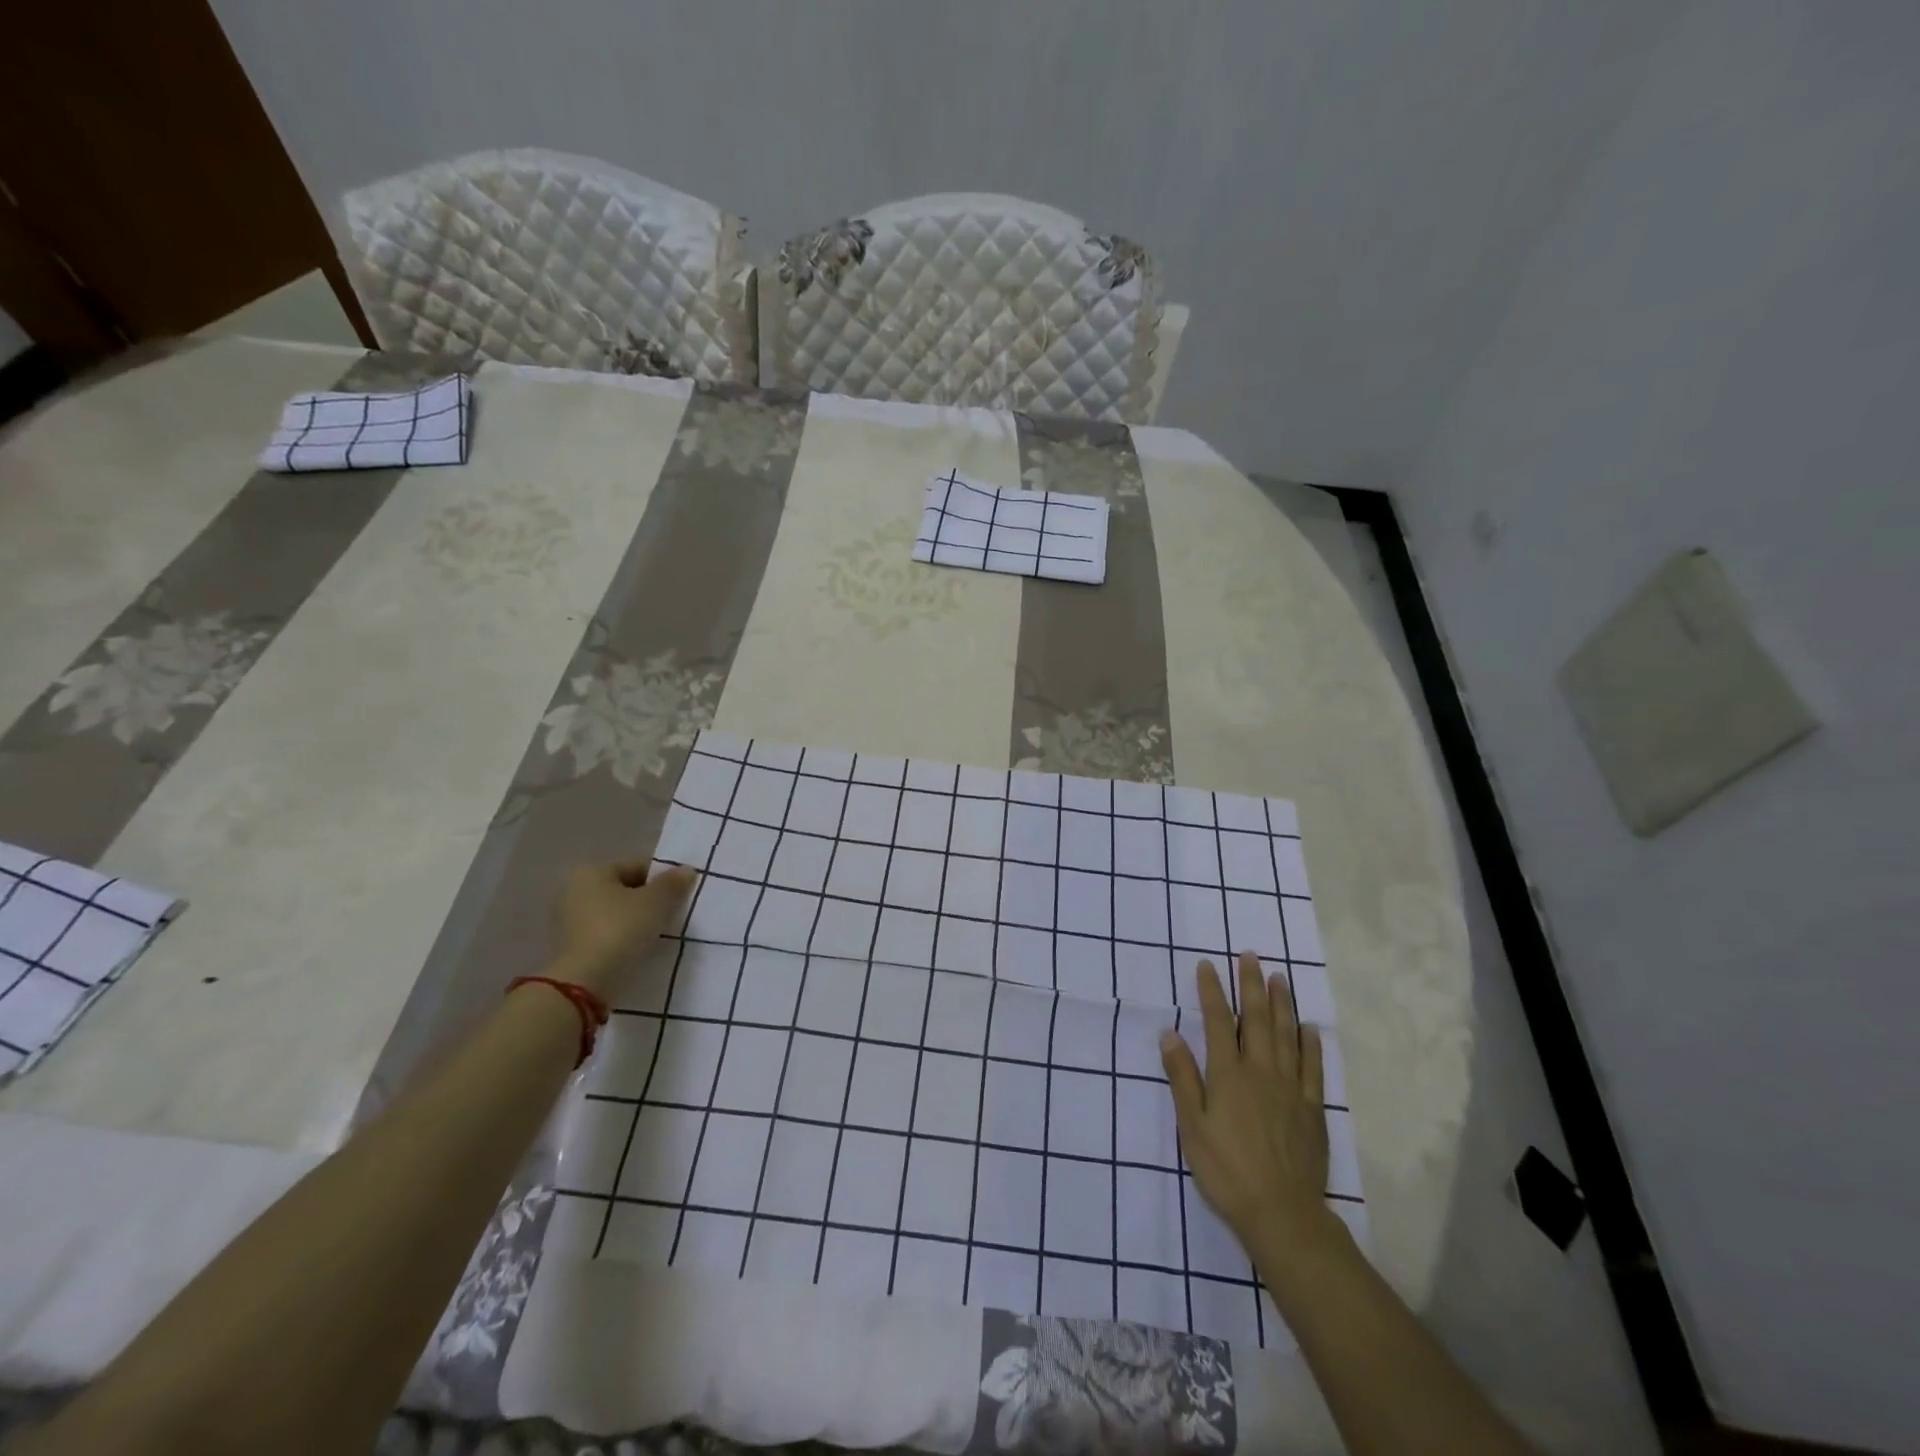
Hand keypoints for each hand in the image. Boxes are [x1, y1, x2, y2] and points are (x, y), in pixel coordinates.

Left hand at [553, 860, 696, 995]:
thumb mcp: (656, 902)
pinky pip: (607, 934)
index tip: (681, 894)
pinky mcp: (571, 948)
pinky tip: (641, 948)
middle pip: (625, 889)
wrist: (587, 982)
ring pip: (616, 913)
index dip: (663, 878)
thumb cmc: (621, 929)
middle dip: (650, 900)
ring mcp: (569, 921)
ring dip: (637, 920)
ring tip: (660, 933)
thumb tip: (686, 871)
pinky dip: (624, 937)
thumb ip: (673, 883)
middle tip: (673, 914)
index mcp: (591, 872)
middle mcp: (574, 891)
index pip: (637, 866)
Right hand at [1161, 952, 1331, 1252]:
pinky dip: (1310, 1043)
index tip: (1207, 965)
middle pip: (1255, 1019)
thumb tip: (1169, 1034)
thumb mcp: (1192, 1127)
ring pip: (1286, 1035)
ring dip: (1281, 1003)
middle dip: (1250, 985)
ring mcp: (1290, 1088)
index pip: (1217, 1022)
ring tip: (1279, 977)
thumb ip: (1183, 1078)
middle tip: (1250, 955)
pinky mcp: (1311, 1108)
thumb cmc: (1227, 1170)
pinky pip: (1313, 1067)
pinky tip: (1309, 1027)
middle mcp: (1260, 1071)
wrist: (1282, 1213)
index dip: (1211, 991)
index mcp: (1228, 1074)